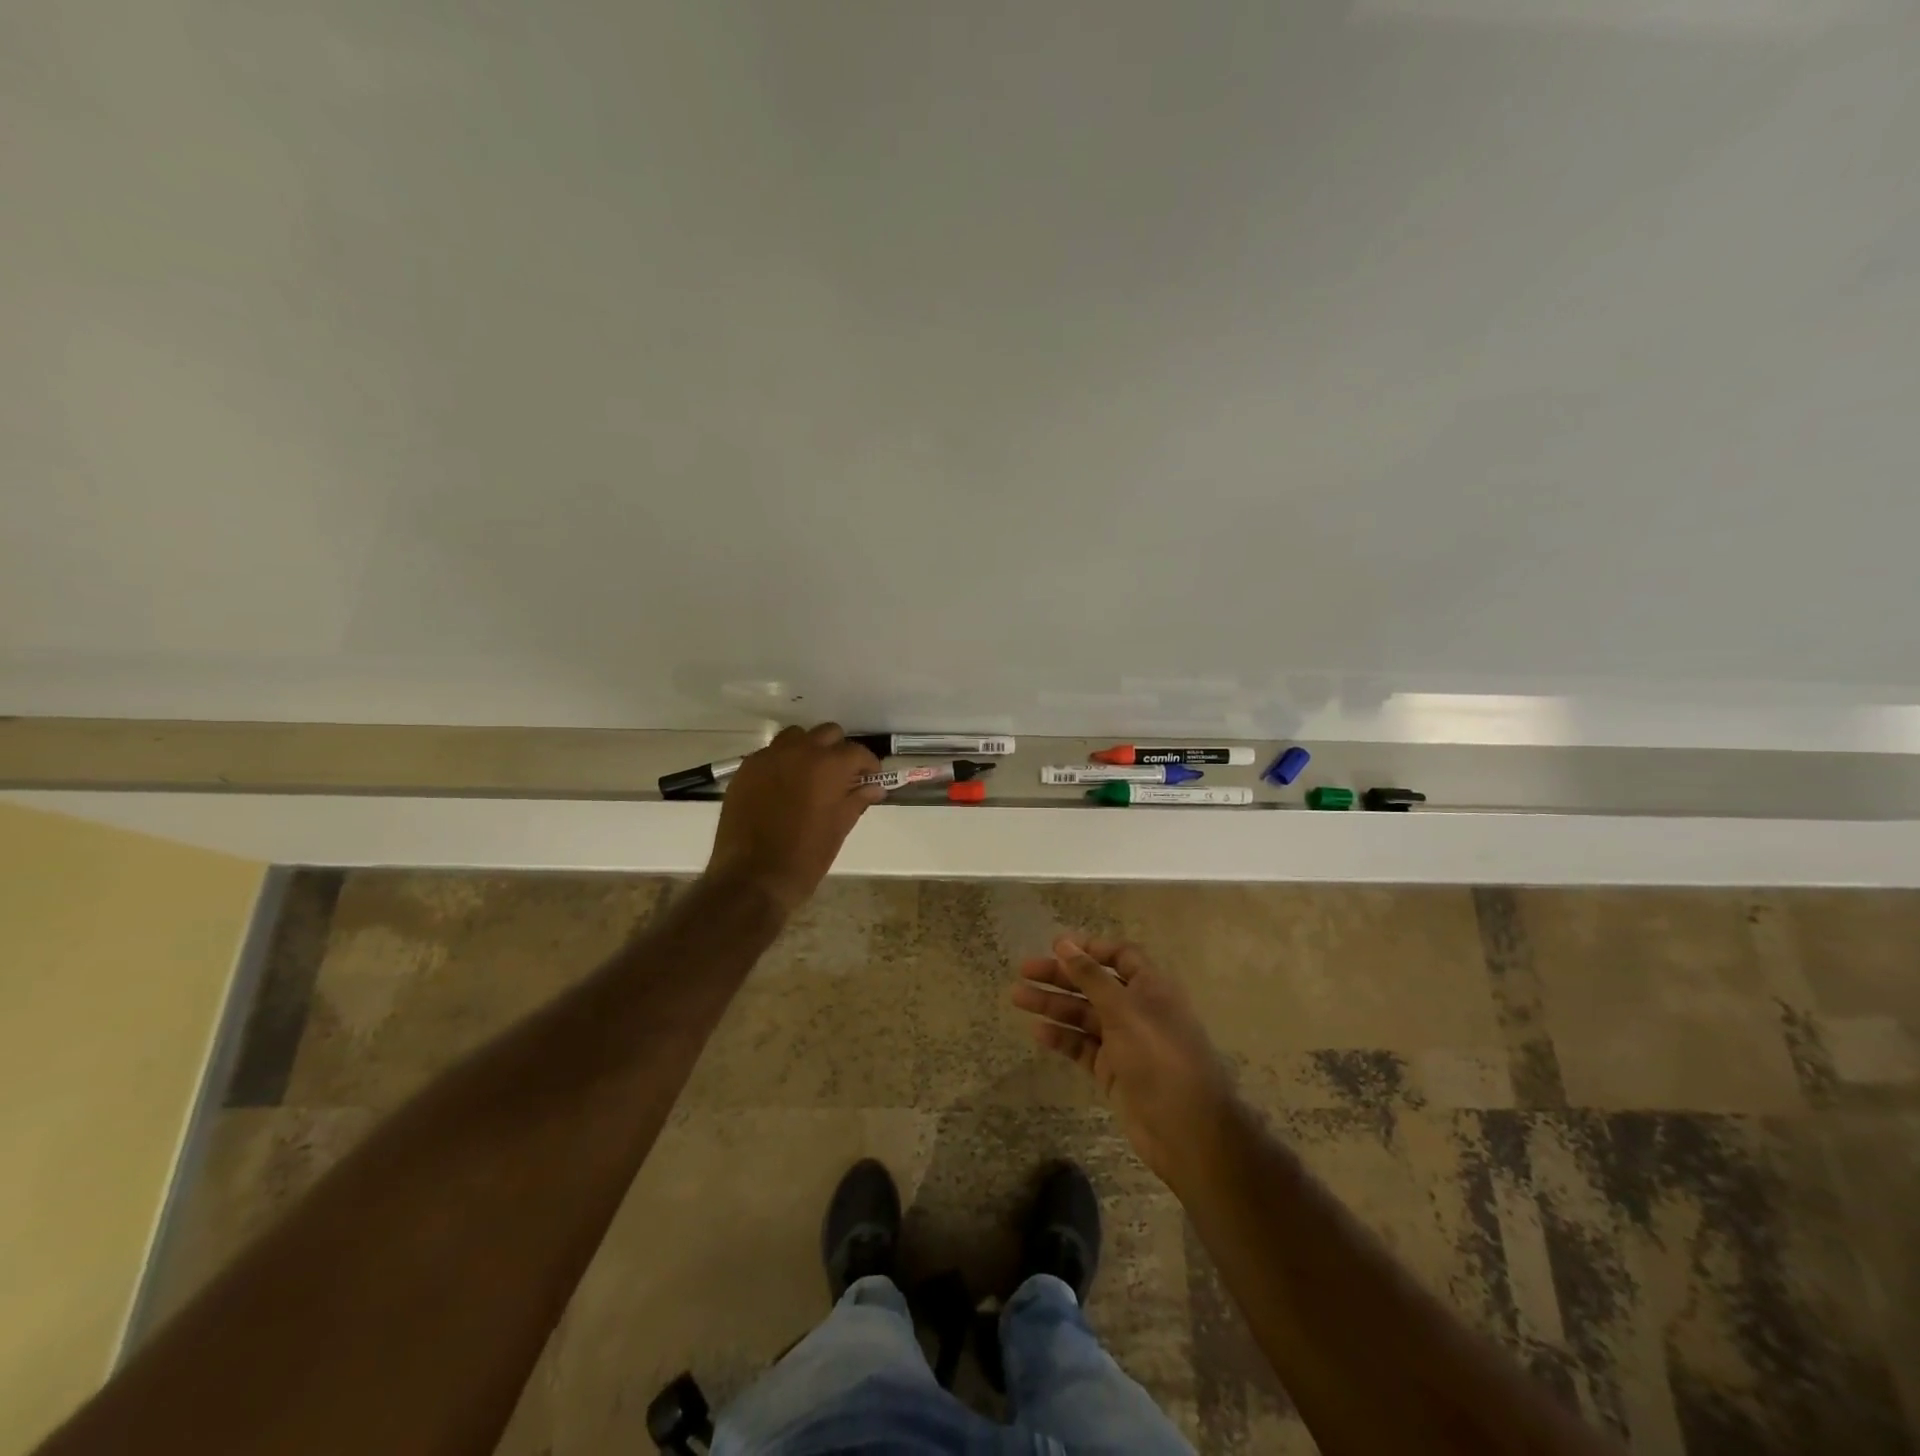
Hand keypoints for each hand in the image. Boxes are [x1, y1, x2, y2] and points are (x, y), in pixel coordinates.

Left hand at [705, 723, 884, 914]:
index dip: (868, 765)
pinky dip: (782, 762)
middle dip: (839, 751)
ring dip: (808, 749)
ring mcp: (768, 757)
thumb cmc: (805, 857)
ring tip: (810, 775)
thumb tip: (875, 788)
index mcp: (828, 766)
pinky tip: (783, 786)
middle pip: (828, 734)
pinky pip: (770, 753)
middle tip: (841, 776)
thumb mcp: (839, 829)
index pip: (857, 752)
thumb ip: (857, 801)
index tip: (870, 778)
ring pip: (796, 736)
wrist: (752, 878)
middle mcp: (799, 752)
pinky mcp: (746, 769)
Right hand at [1011, 936, 1237, 1186]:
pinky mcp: (1112, 1071)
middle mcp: (1137, 1010)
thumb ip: (1091, 976)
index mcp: (1150, 987)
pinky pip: (1082, 1046)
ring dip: (1053, 1004)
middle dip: (1061, 976)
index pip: (1121, 956)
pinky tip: (1038, 1032)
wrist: (1186, 1130)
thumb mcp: (1124, 1009)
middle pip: (1095, 984)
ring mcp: (1124, 1042)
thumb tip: (1064, 943)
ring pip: (1083, 1015)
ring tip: (1018, 997)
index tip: (1057, 946)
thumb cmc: (1159, 1057)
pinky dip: (1062, 1037)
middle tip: (1024, 971)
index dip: (1091, 948)